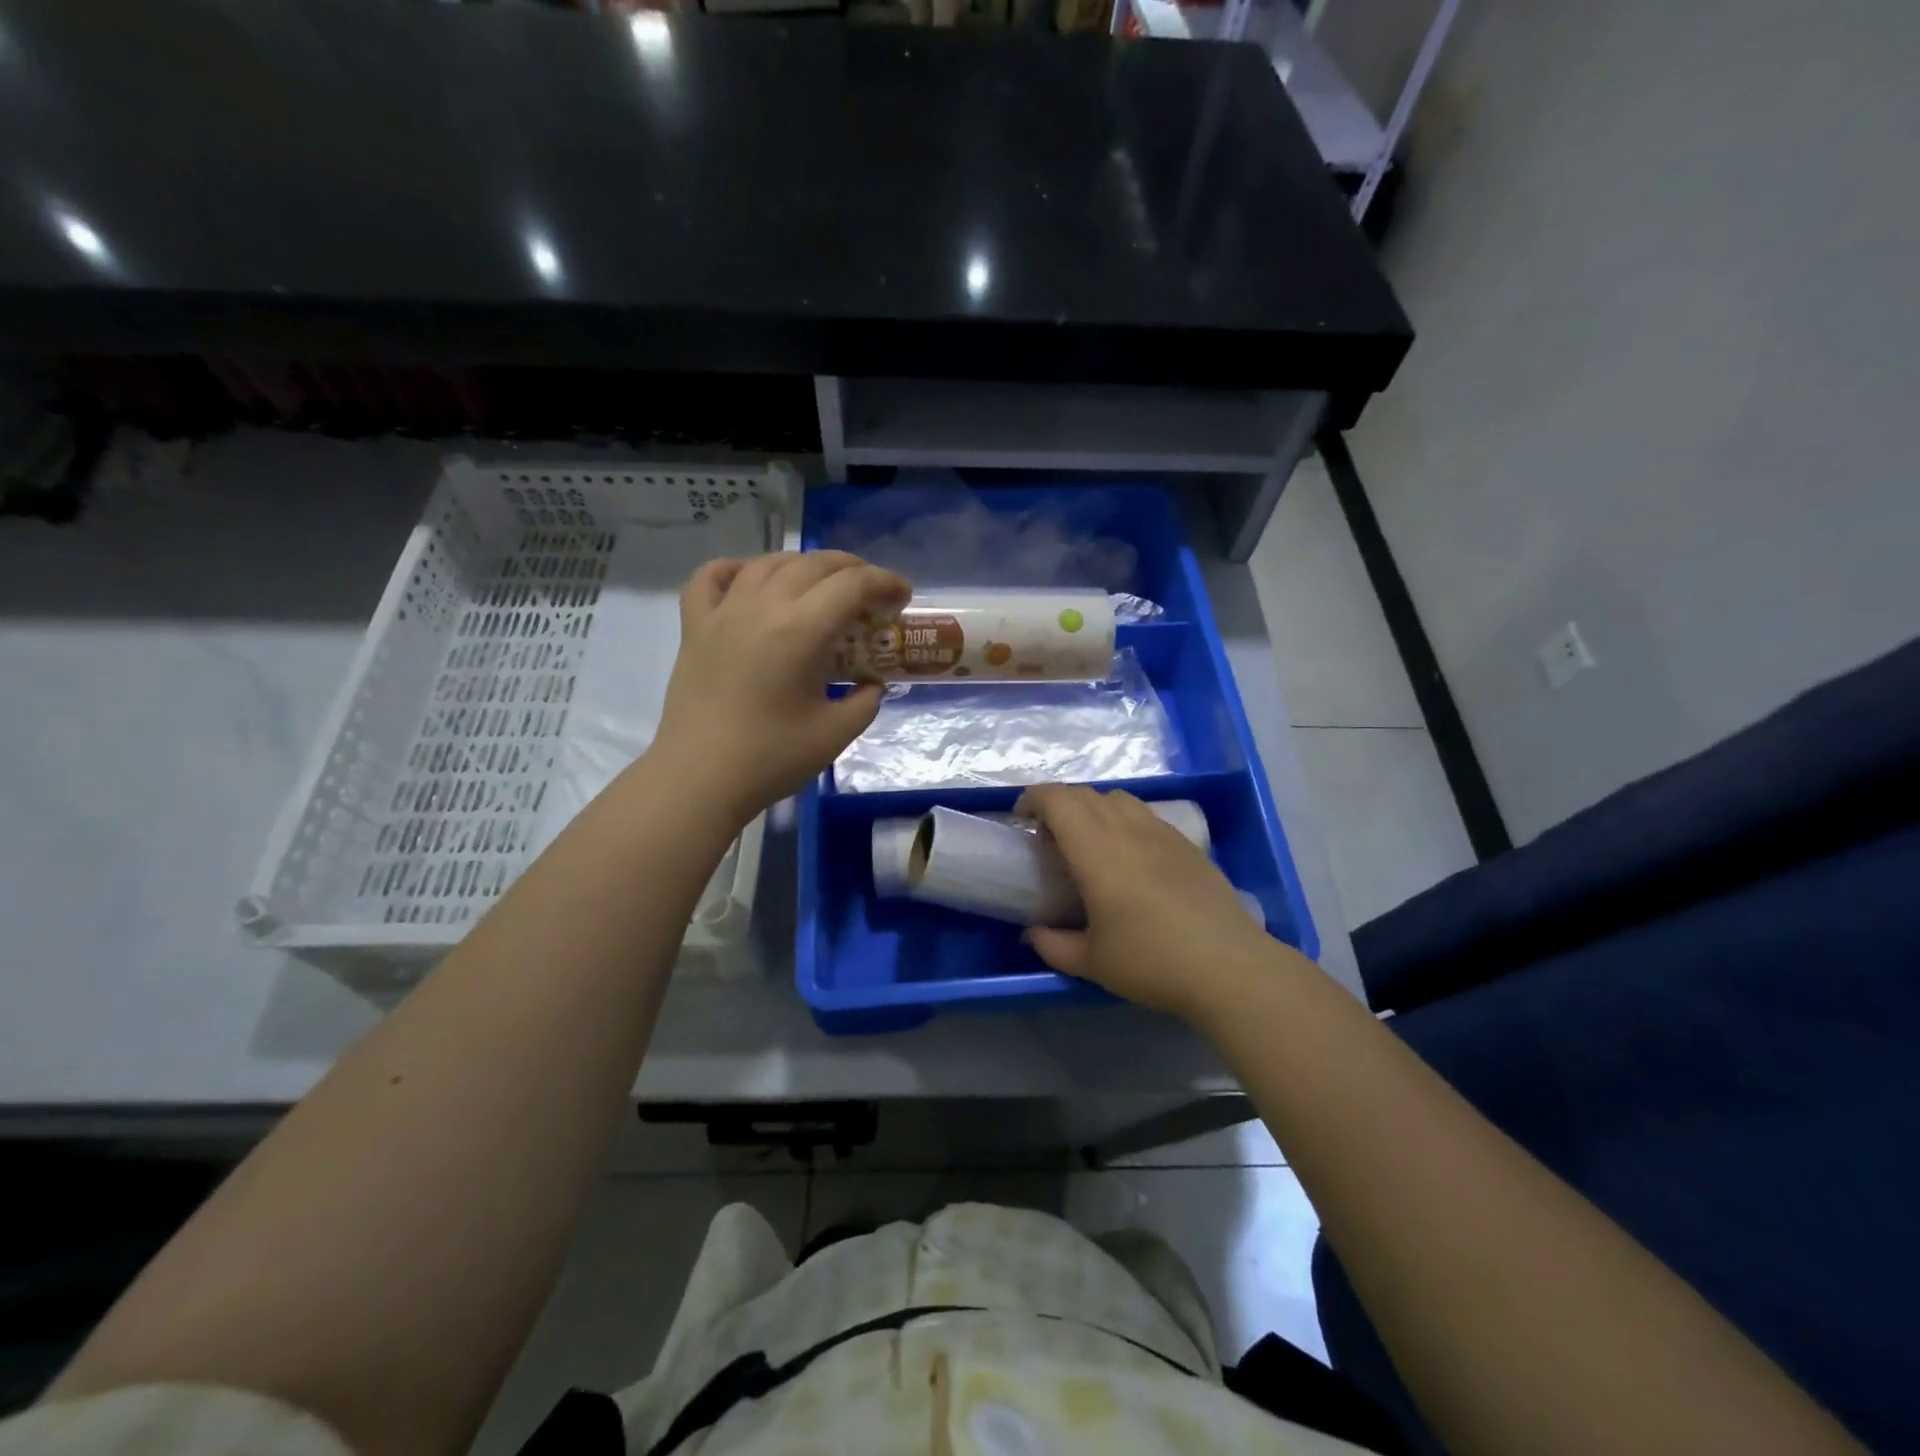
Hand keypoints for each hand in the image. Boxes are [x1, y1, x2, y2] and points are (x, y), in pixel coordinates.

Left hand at [649, 552, 910, 825]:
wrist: (699, 779)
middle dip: (852, 569)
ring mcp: (723, 613)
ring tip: (821, 585)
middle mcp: (761, 607)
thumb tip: (872, 683)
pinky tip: (750, 579)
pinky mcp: (694, 627)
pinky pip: (710, 578)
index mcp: (801, 630)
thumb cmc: (771, 758)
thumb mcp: (836, 733)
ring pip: (767, 563)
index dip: (885, 582)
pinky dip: (736, 569)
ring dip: (803, 565)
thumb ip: (865, 700)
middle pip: (813, 564)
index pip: (852, 584)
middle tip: (871, 593)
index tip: (903, 598)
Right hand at [1015, 785, 1292, 1022]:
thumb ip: (1053, 945)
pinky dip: (1123, 818)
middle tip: (1048, 836)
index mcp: (1096, 850)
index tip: (1022, 820)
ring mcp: (1161, 832)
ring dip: (1092, 807)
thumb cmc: (1152, 962)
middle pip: (1085, 794)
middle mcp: (1127, 829)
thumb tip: (1031, 934)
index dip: (1033, 799)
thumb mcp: (1092, 962)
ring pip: (1118, 797)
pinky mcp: (1186, 843)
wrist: (1229, 966)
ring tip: (1088, 840)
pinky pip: (1144, 813)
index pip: (1057, 799)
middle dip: (1058, 804)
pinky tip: (1129, 854)